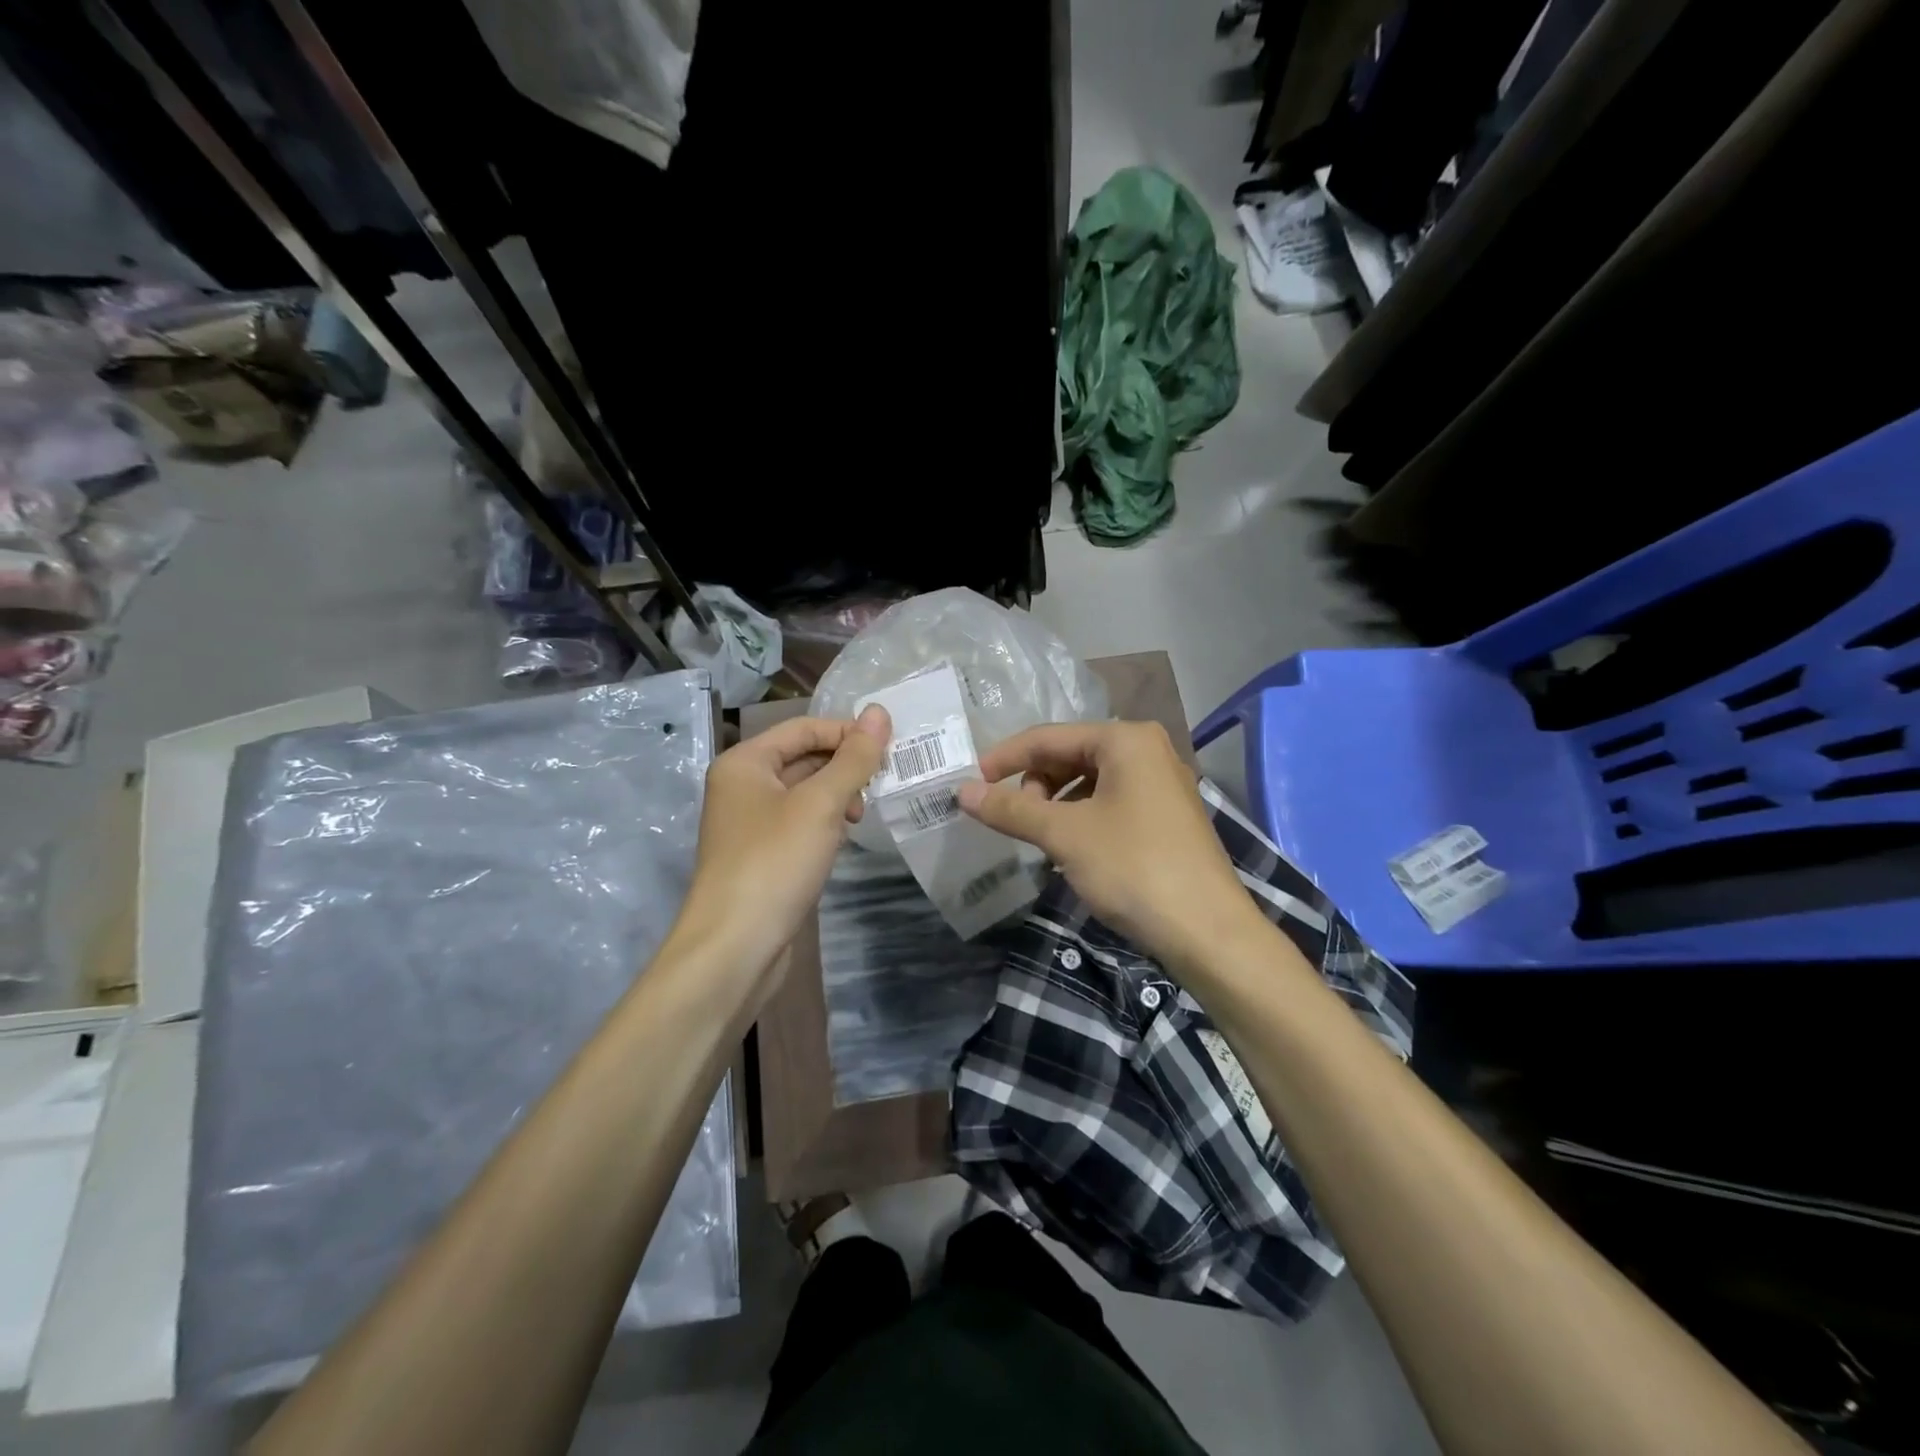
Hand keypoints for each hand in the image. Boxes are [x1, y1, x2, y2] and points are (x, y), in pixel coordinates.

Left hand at [670, 707, 889, 996]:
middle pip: (803, 758)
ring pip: (804, 792)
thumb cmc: (775, 862)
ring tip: (863, 814)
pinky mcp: (762, 855)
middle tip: (884, 781)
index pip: (804, 728)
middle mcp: (742, 786)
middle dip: (844, 766)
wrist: (735, 946)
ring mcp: (750, 823)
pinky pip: (800, 823)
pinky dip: (826, 822)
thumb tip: (880, 712)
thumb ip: (853, 758)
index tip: (890, 748)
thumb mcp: (821, 804)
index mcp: (744, 763)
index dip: (847, 732)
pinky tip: (845, 836)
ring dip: (838, 795)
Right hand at [957, 720, 1255, 966]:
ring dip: (1056, 803)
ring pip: (1090, 780)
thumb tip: (962, 792)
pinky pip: (1110, 801)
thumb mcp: (1064, 835)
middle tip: (1015, 820)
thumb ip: (1011, 809)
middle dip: (1035, 783)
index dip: (1005, 758)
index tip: (970, 784)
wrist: (1208, 932)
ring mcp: (1161, 783)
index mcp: (1126, 739)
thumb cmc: (1133, 868)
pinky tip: (1071, 847)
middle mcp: (1147, 750)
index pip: (1049, 737)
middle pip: (1070, 755)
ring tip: (1041, 837)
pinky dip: (1081, 817)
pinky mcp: (1166, 815)